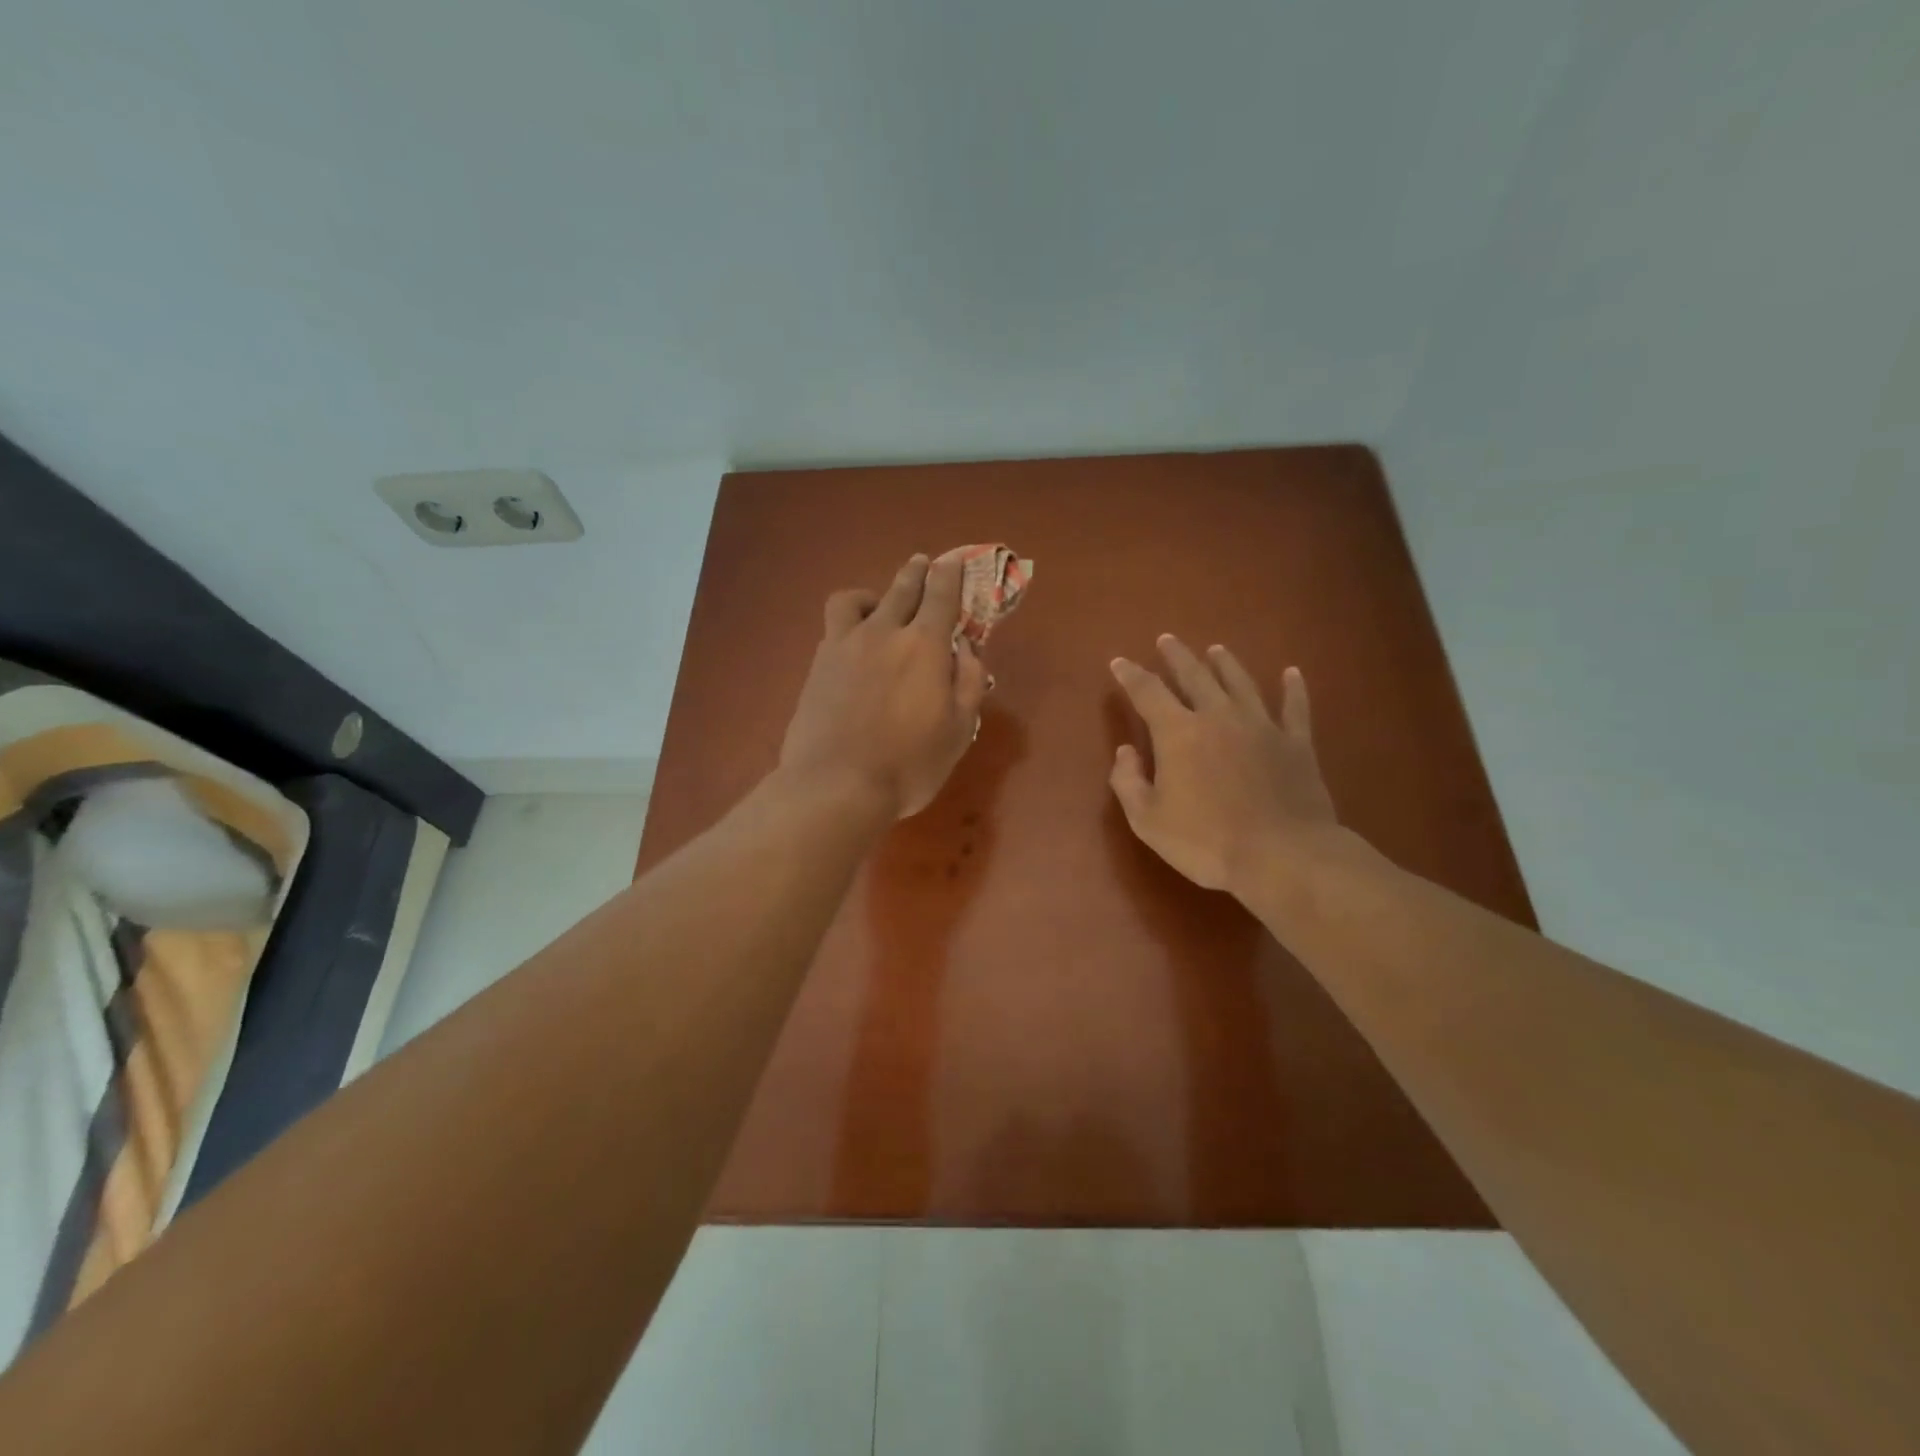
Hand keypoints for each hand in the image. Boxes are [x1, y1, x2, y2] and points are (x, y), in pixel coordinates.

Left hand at [780, 554, 988, 818]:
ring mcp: (843, 646)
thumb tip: (965, 647)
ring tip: (878, 604)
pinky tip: (852, 642)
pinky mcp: (817, 665)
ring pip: (855, 599)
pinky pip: (833, 627)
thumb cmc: (908, 764)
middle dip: (916, 572)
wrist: (836, 785)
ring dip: (873, 593)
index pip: (941, 596)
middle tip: (924, 564)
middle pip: (901, 588)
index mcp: (924, 645)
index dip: (950, 575)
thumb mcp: (959, 730)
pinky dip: (849, 623)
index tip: (953, 562)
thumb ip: (968, 681)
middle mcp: (883, 633)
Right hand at [1109, 637, 1338, 897]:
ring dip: (1226, 664)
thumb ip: (1128, 781)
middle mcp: (1218, 717)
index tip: (1119, 662)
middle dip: (1177, 656)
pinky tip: (1292, 673)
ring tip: (1216, 649)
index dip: (1131, 675)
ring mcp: (1262, 726)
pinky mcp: (1296, 743)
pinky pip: (1295, 707)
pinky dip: (1293, 688)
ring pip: (1240, 683)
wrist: (1281, 856)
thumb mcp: (1148, 820)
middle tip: (1167, 639)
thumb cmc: (1205, 841)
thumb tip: (1126, 751)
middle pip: (1195, 676)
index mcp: (1179, 733)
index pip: (1148, 693)